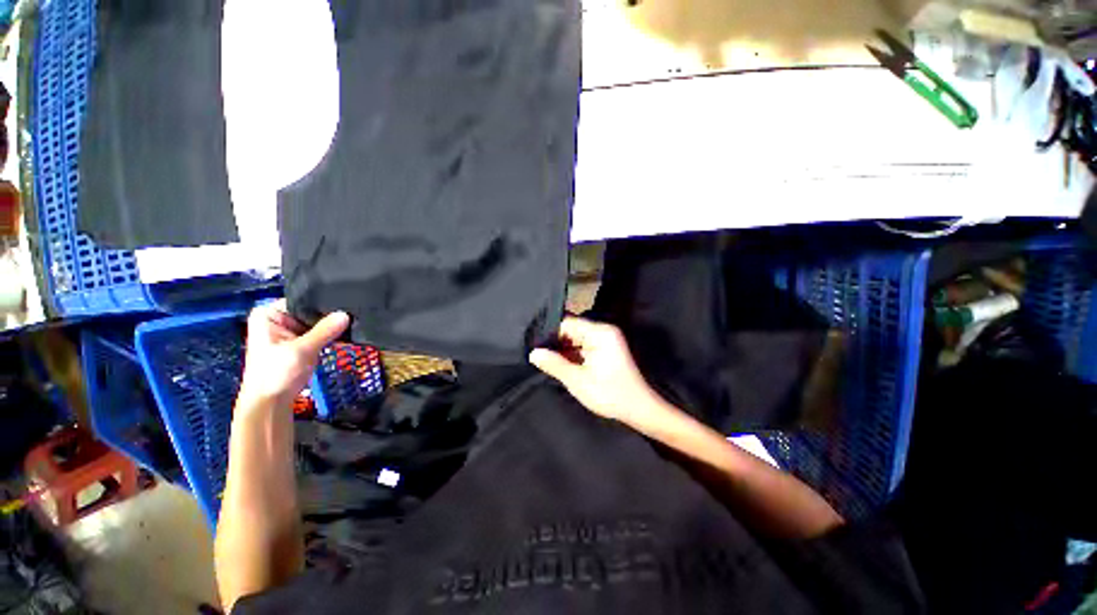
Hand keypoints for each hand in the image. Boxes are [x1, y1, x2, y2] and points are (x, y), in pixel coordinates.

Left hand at [238, 300, 349, 408]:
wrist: (270, 403)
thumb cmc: (277, 374)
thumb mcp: (302, 350)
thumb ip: (325, 330)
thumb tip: (346, 314)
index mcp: (269, 314)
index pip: (302, 301)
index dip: (323, 303)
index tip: (347, 303)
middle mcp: (278, 319)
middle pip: (310, 311)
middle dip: (330, 315)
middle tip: (355, 313)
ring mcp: (289, 331)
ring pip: (317, 323)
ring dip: (332, 327)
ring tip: (354, 322)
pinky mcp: (300, 343)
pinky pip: (319, 333)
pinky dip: (331, 335)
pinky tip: (347, 333)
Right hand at [529, 317, 664, 424]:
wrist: (639, 410)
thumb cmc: (610, 395)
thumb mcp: (578, 381)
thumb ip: (555, 364)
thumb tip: (533, 353)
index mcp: (600, 333)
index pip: (568, 324)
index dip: (550, 334)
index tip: (534, 345)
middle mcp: (603, 331)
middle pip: (572, 330)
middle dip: (555, 342)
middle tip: (536, 354)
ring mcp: (605, 340)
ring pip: (576, 339)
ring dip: (563, 350)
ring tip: (544, 359)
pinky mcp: (606, 350)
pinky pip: (583, 347)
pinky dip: (572, 355)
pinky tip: (559, 363)